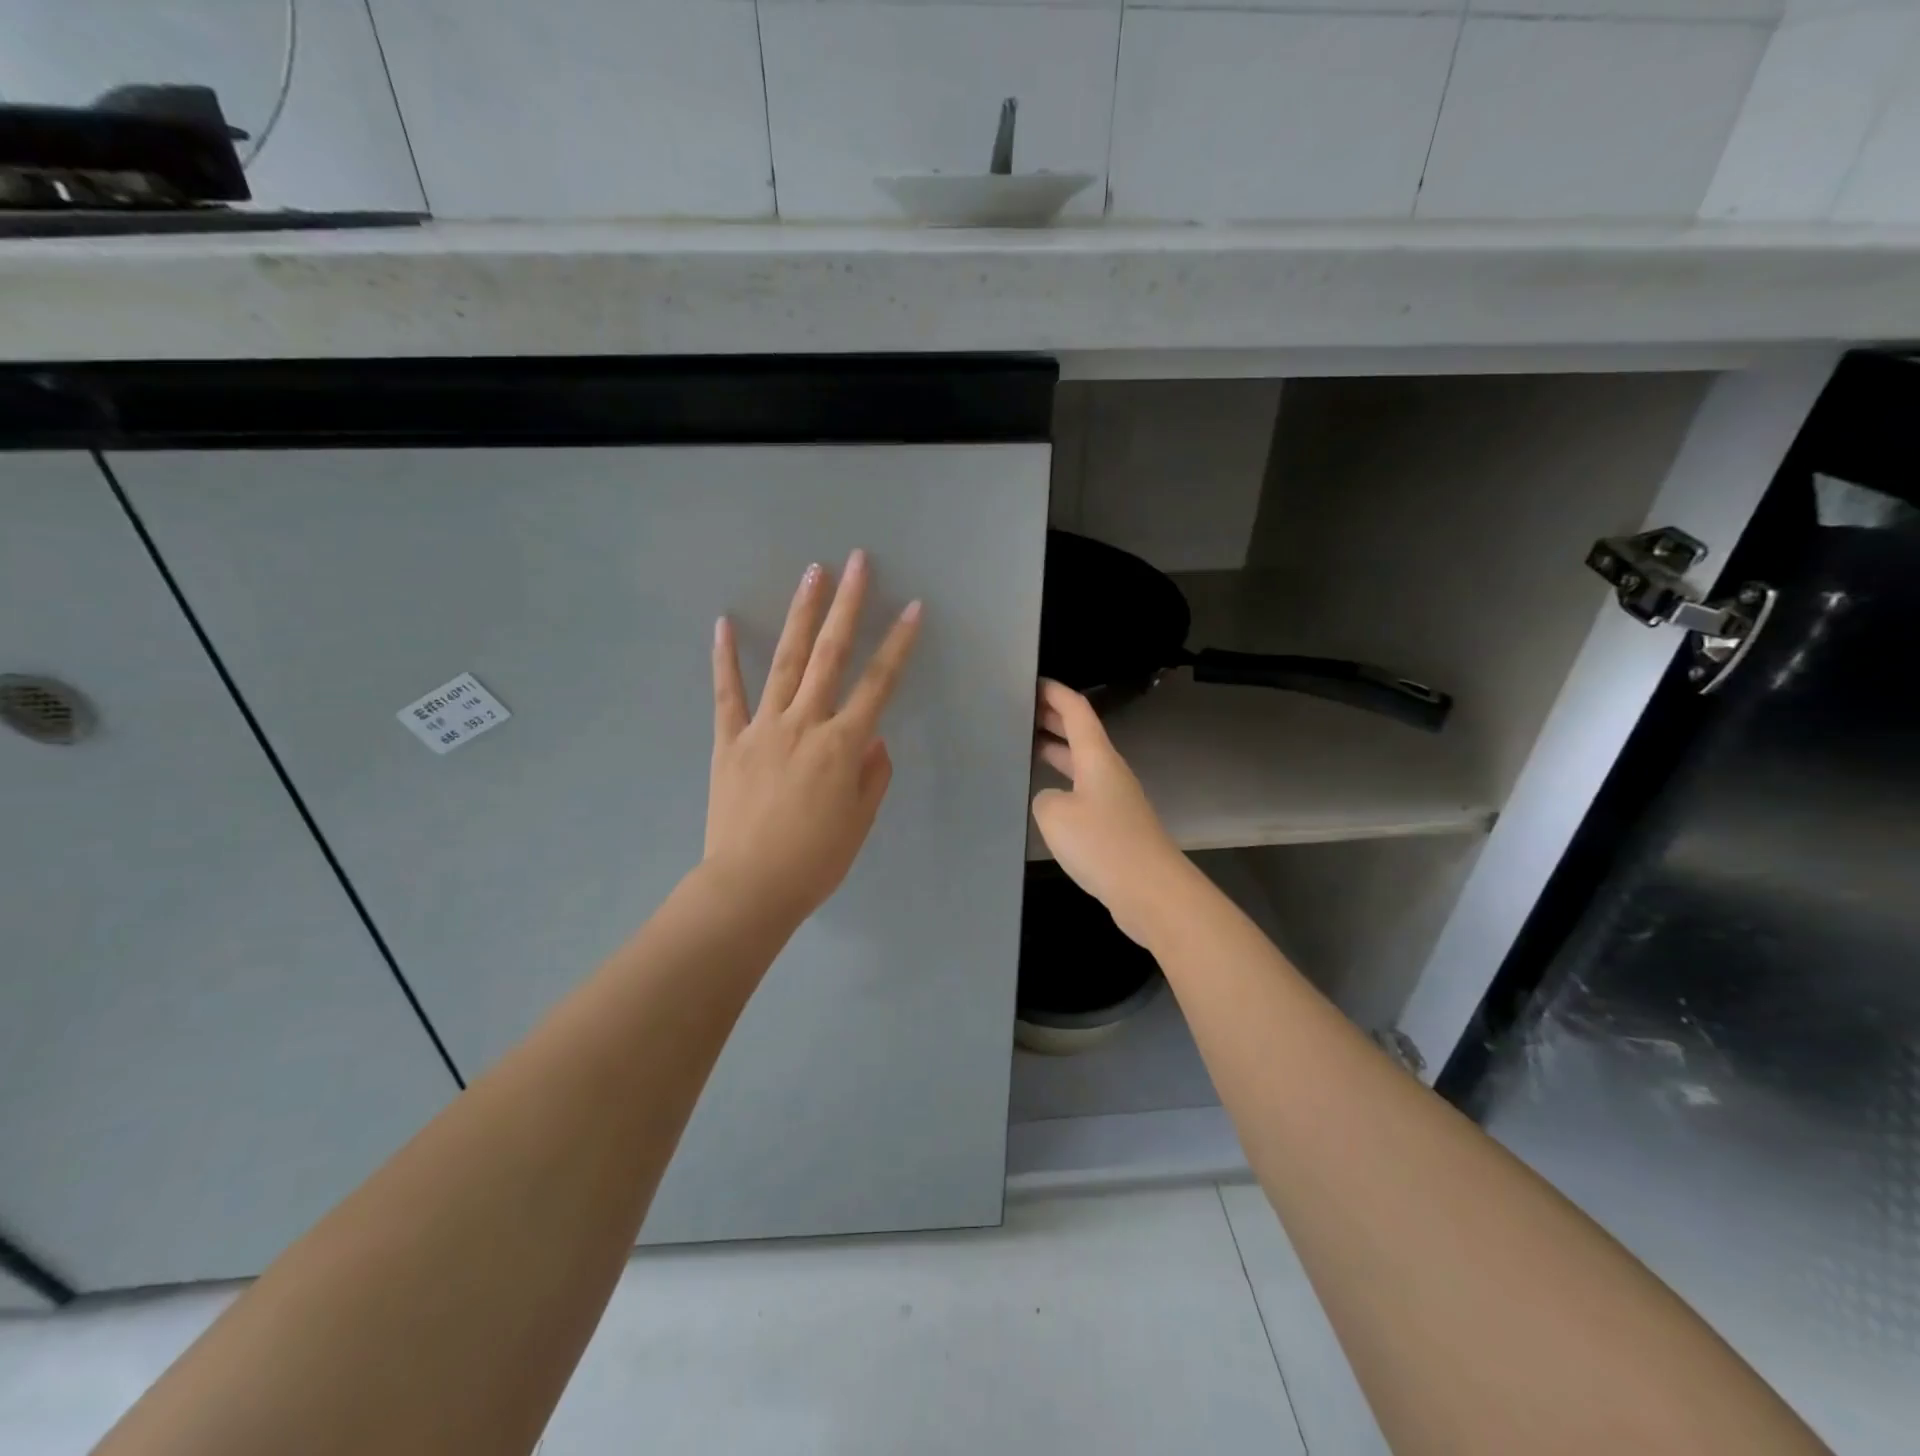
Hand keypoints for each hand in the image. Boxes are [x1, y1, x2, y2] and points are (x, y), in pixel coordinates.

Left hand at [706, 550, 921, 925]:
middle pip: (830, 655)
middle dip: (847, 606)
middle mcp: (804, 724)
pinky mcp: (728, 741)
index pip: (878, 684)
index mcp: (842, 745)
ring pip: (785, 661)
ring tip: (812, 573)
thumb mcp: (859, 821)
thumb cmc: (815, 860)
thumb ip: (871, 774)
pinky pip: (726, 694)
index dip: (898, 644)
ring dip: (801, 615)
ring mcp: (762, 728)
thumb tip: (872, 739)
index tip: (912, 608)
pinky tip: (724, 623)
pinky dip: (725, 659)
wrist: (749, 888)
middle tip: (857, 562)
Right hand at [1031, 680, 1190, 946]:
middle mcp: (1108, 771)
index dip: (1054, 692)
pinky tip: (1045, 799)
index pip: (1075, 710)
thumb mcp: (1055, 815)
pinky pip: (1084, 791)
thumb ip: (1045, 798)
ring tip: (1025, 748)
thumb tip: (1053, 801)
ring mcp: (1115, 799)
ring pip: (1081, 764)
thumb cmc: (1103, 843)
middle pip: (1080, 734)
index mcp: (1097, 758)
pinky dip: (1063, 783)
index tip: (1030, 681)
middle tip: (1019, 712)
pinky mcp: (1116, 826)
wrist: (1151, 891)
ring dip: (1056, 751)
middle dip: (1052, 719)